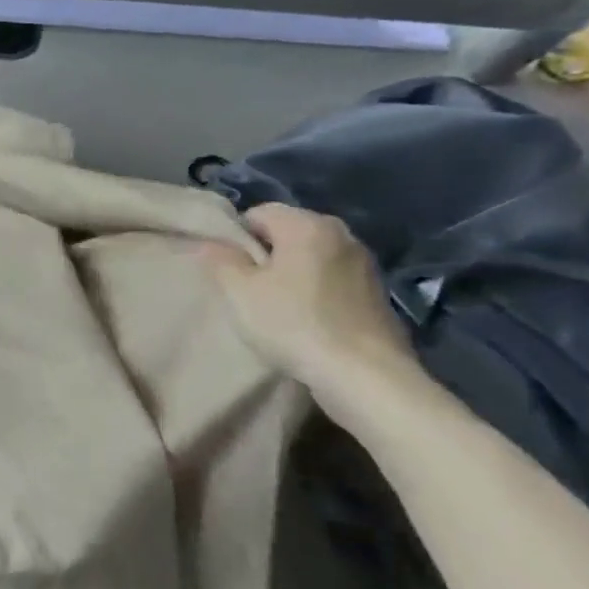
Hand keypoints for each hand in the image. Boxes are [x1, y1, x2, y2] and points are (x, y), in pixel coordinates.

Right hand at [201, 203, 413, 388]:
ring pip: (311, 257)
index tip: (230, 270)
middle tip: (249, 289)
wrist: (364, 375)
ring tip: (278, 306)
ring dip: (291, 273)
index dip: (237, 238)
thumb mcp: (239, 292)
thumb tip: (211, 244)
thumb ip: (220, 260)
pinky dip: (315, 291)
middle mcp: (342, 234)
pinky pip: (332, 279)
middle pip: (287, 232)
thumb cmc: (293, 324)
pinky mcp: (377, 292)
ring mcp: (365, 263)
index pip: (258, 213)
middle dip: (265, 254)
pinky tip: (307, 320)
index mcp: (307, 225)